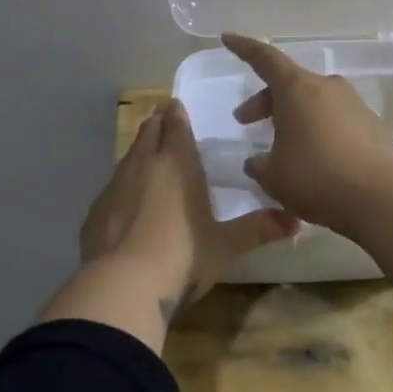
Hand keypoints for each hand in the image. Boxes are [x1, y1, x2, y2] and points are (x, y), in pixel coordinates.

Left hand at [78, 99, 299, 323]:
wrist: (123, 284)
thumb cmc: (183, 256)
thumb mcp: (226, 246)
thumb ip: (258, 229)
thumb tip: (296, 222)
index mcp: (178, 163)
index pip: (176, 125)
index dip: (176, 114)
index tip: (176, 106)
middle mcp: (144, 165)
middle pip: (148, 132)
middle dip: (157, 124)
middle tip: (164, 122)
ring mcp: (114, 186)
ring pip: (128, 156)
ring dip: (139, 152)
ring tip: (149, 159)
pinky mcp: (95, 211)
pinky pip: (112, 187)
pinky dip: (123, 186)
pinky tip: (127, 203)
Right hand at [223, 33, 392, 234]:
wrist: (381, 199)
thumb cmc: (316, 179)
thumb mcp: (273, 176)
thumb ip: (259, 165)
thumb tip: (257, 161)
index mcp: (297, 89)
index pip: (264, 58)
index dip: (243, 48)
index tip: (227, 38)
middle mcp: (327, 87)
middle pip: (289, 83)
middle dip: (265, 100)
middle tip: (246, 121)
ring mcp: (354, 104)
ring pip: (314, 101)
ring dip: (294, 116)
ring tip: (282, 146)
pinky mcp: (372, 125)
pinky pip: (336, 119)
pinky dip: (319, 130)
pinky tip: (315, 159)